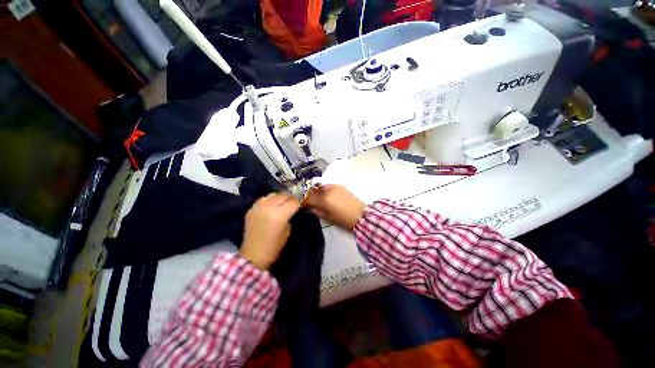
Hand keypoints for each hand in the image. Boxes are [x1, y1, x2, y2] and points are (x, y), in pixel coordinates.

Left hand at [240, 194, 299, 268]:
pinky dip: (269, 200)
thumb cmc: (274, 246)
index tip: (299, 205)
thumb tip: (290, 208)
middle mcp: (269, 207)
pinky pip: (263, 199)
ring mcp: (258, 207)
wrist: (253, 255)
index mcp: (280, 215)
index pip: (293, 201)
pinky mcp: (251, 209)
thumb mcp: (287, 231)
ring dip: (279, 197)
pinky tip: (271, 205)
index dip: (298, 203)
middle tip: (292, 203)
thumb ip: (289, 216)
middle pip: (284, 195)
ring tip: (281, 203)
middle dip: (290, 198)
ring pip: (273, 194)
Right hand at [304, 184, 365, 229]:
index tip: (303, 206)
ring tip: (319, 199)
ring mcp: (334, 186)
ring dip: (317, 192)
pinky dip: (325, 190)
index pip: (309, 198)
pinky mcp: (340, 186)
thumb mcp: (328, 217)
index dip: (304, 202)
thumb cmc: (343, 219)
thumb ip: (317, 211)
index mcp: (324, 199)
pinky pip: (328, 186)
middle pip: (314, 190)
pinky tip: (326, 196)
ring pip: (320, 186)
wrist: (360, 215)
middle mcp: (328, 190)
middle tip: (310, 202)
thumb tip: (310, 208)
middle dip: (310, 195)